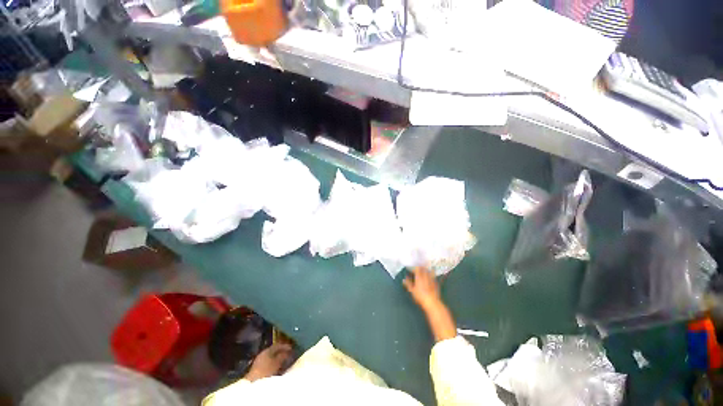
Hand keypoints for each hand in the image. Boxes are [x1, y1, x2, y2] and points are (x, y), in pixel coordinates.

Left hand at [245, 343, 292, 381]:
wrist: (253, 385)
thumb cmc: (266, 371)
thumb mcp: (277, 363)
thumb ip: (283, 356)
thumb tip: (289, 351)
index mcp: (267, 350)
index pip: (278, 345)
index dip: (285, 346)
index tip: (292, 347)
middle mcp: (263, 354)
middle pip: (274, 351)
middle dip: (282, 352)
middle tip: (290, 354)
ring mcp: (259, 362)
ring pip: (272, 358)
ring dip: (278, 359)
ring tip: (286, 361)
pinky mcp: (258, 370)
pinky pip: (269, 364)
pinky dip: (275, 364)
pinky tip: (279, 368)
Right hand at [403, 267, 441, 310]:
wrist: (432, 302)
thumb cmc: (420, 296)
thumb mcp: (412, 291)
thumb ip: (408, 284)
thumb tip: (404, 279)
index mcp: (419, 277)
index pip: (417, 269)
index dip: (415, 268)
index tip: (413, 269)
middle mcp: (425, 276)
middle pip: (424, 269)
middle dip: (421, 268)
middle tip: (419, 268)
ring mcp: (431, 279)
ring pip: (429, 272)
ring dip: (427, 270)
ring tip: (425, 270)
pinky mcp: (436, 283)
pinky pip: (434, 277)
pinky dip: (432, 275)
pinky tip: (432, 277)